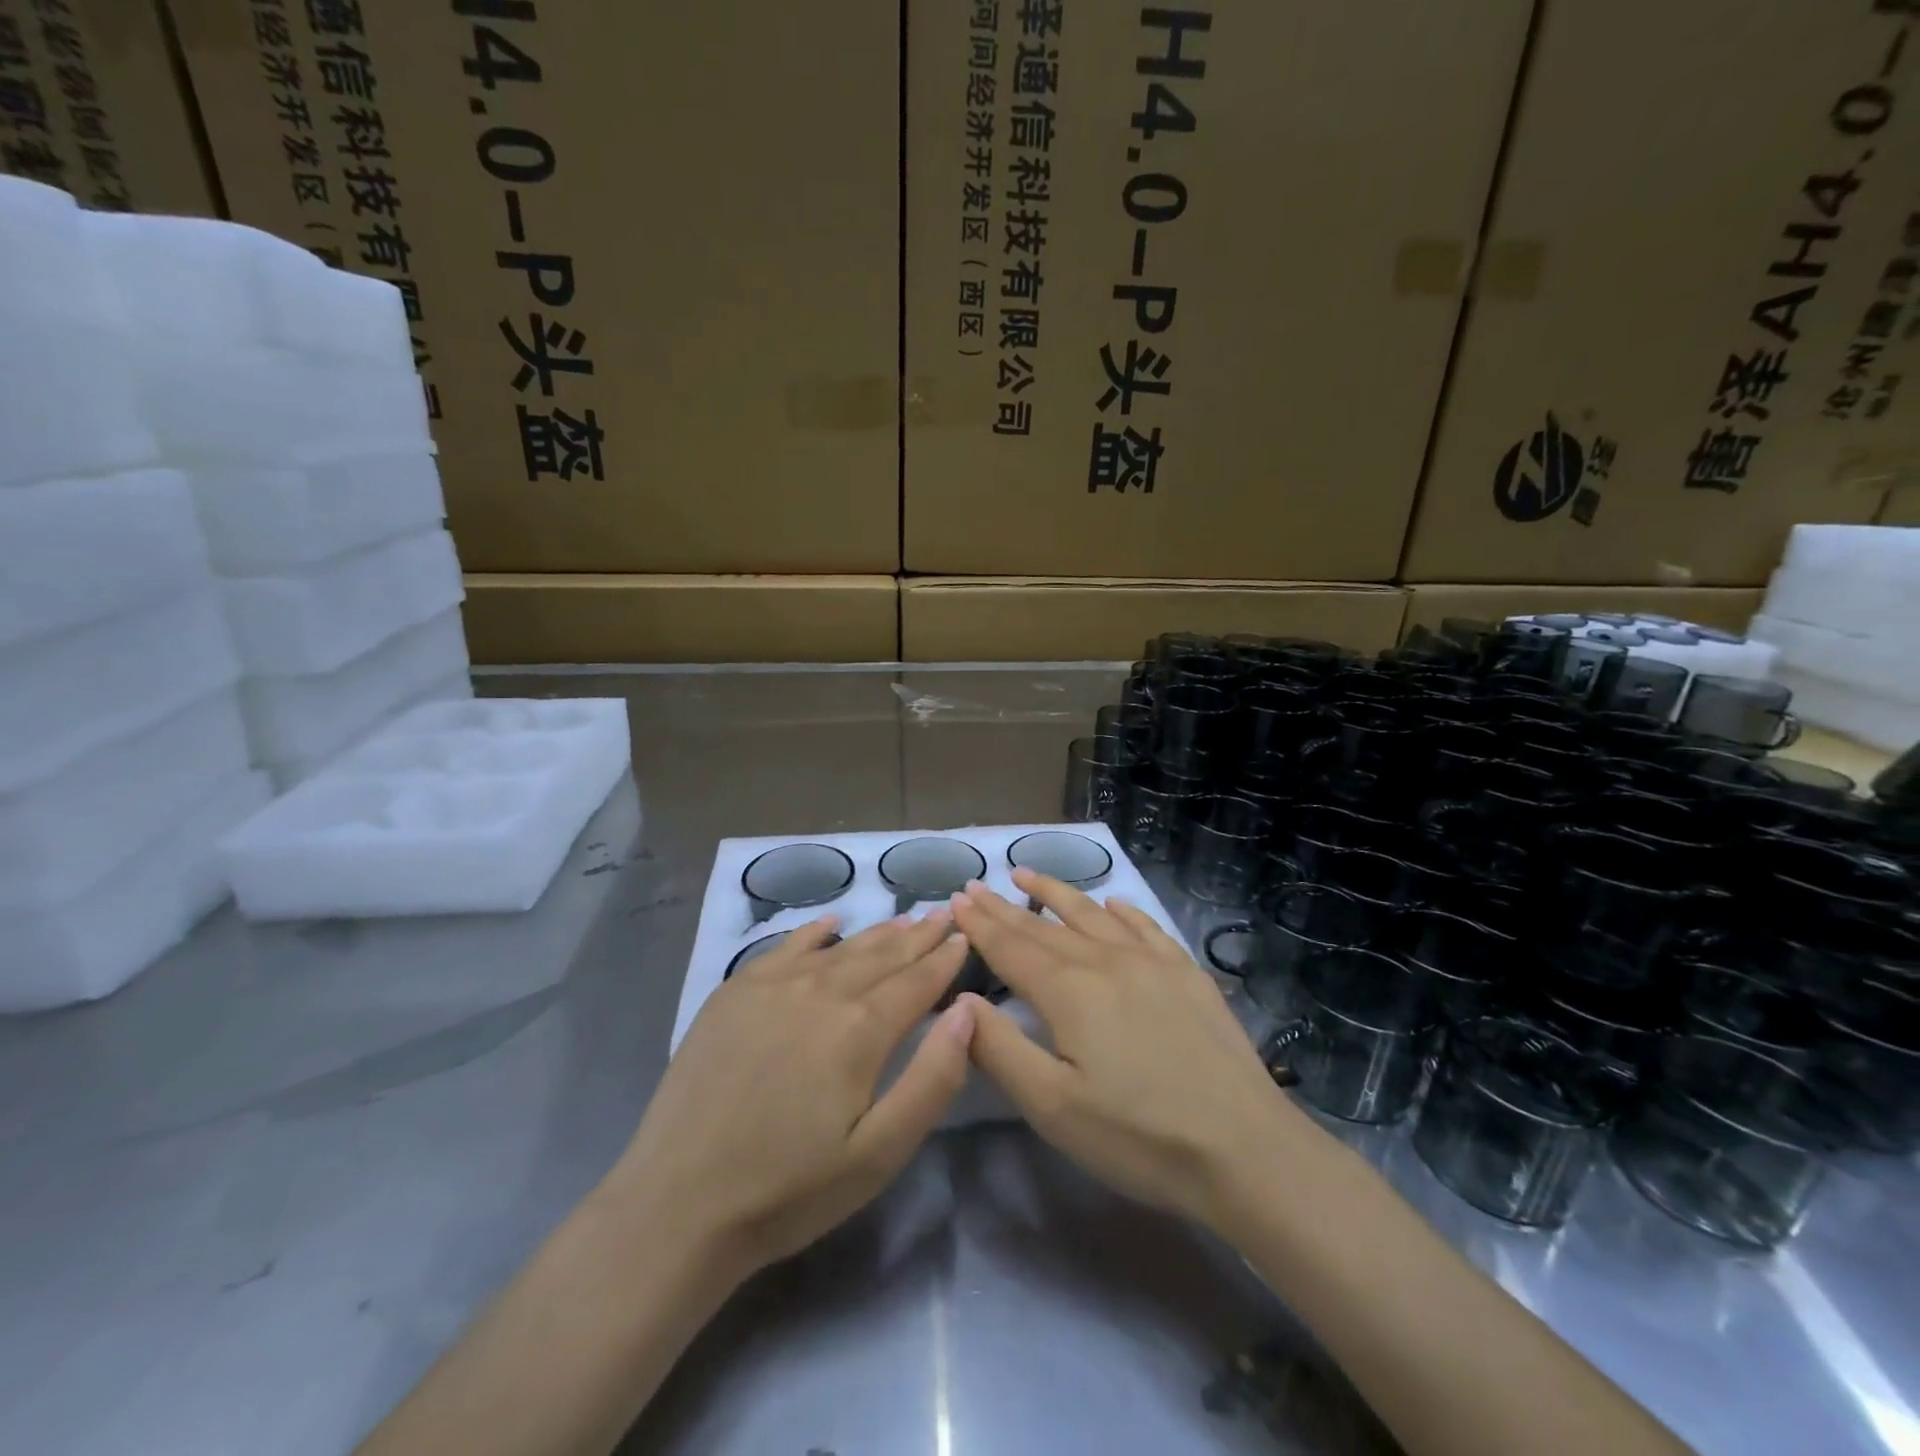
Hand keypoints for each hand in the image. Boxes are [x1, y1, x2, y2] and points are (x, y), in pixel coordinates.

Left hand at [603, 912, 973, 1280]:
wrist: (677, 1204)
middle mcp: (821, 990)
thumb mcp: (879, 1153)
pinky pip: (786, 947)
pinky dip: (815, 933)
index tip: (965, 937)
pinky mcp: (734, 992)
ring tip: (905, 918)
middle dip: (918, 936)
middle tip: (943, 914)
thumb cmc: (789, 1189)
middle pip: (882, 955)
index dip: (945, 959)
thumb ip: (933, 1077)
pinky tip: (831, 924)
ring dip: (877, 933)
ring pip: (840, 948)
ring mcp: (773, 985)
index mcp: (861, 1028)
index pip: (917, 981)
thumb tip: (967, 1010)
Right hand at [951, 870, 1302, 1234]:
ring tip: (1028, 874)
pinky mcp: (1188, 975)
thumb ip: (1000, 1049)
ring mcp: (1152, 963)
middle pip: (1045, 927)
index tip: (957, 898)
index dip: (981, 924)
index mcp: (1069, 991)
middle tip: (977, 884)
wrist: (1245, 1149)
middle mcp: (1106, 961)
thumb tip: (963, 1000)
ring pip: (1092, 915)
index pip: (1012, 947)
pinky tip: (1113, 903)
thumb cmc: (1138, 1136)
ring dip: (1057, 893)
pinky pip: (1146, 928)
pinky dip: (1122, 911)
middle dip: (1006, 906)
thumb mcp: (1052, 1107)